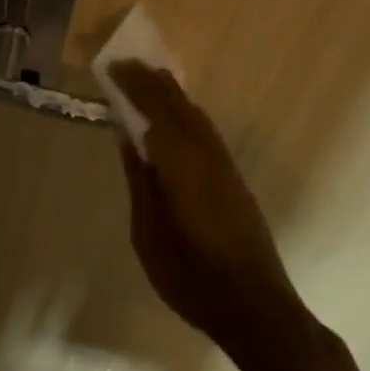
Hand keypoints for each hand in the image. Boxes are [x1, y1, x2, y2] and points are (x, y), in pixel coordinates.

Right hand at [111, 62, 309, 369]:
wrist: (256, 307)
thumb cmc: (192, 277)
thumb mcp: (149, 234)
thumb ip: (140, 181)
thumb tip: (129, 138)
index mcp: (181, 163)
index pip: (154, 109)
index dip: (133, 86)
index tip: (113, 67)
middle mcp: (206, 154)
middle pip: (178, 105)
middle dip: (152, 81)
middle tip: (127, 63)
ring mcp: (224, 164)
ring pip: (195, 115)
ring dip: (171, 93)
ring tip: (149, 78)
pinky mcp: (234, 178)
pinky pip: (205, 129)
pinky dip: (186, 112)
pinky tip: (176, 116)